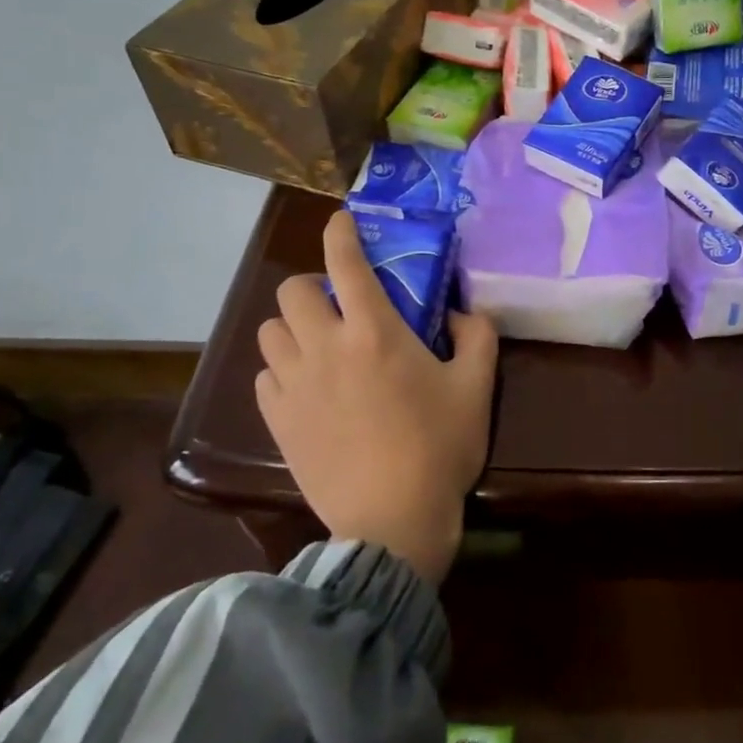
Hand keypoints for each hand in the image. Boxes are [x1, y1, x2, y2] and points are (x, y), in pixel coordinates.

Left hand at [254, 210, 497, 585]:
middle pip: (291, 291)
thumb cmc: (439, 448)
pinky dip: (282, 371)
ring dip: (294, 328)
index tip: (342, 222)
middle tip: (338, 308)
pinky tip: (307, 388)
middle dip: (311, 286)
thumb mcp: (477, 388)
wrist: (392, 520)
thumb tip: (460, 314)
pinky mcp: (277, 420)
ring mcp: (294, 385)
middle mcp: (324, 347)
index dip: (340, 232)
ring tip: (319, 347)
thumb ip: (476, 336)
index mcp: (374, 331)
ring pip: (270, 332)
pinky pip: (265, 377)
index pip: (345, 262)